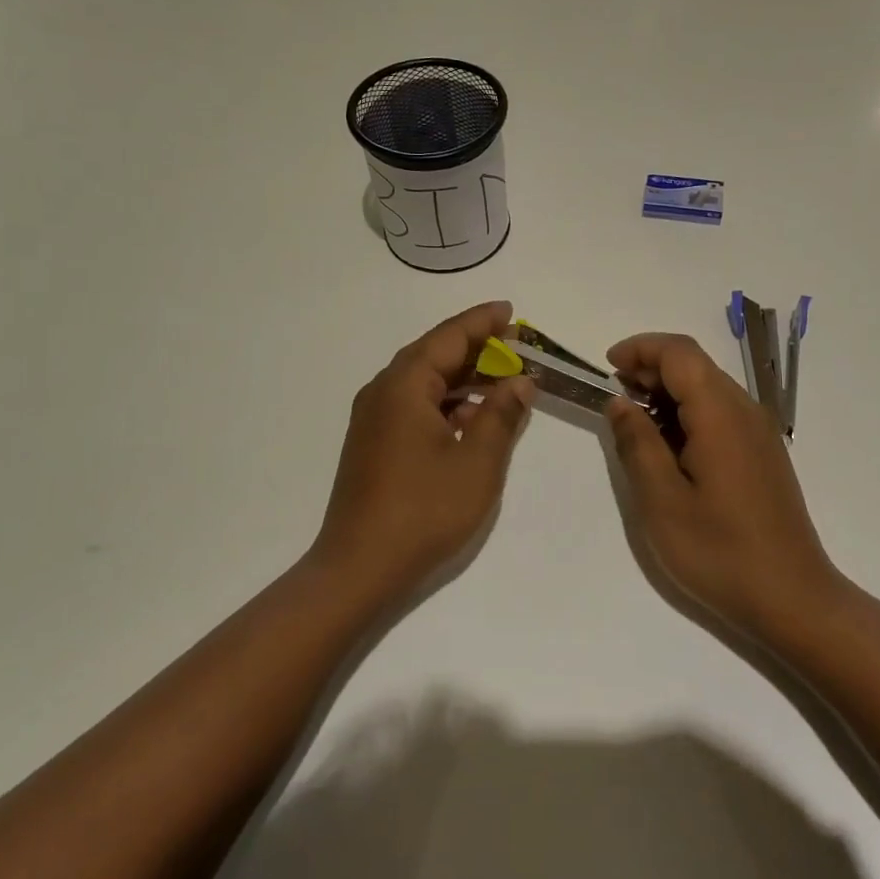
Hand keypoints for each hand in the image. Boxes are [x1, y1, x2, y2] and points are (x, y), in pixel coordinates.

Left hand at [313, 302, 534, 600]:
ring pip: (424, 382)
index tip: (510, 311)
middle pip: (434, 355)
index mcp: (404, 386)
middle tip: (517, 347)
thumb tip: (519, 383)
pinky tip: (473, 420)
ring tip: (503, 381)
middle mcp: (383, 392)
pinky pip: (414, 406)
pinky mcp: (374, 444)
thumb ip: (501, 415)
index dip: (482, 322)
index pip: (448, 337)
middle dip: (476, 349)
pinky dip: (447, 404)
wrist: (359, 567)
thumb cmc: (423, 510)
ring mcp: (374, 420)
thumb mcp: (477, 462)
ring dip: (464, 378)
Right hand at [606, 333, 838, 631]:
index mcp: (721, 414)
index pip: (679, 352)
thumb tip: (620, 402)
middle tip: (615, 400)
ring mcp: (759, 432)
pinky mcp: (762, 454)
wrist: (793, 599)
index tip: (607, 368)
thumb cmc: (720, 551)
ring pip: (708, 388)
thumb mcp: (662, 501)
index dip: (640, 348)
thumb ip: (637, 443)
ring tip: (635, 426)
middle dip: (650, 369)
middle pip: (695, 365)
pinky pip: (721, 413)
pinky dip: (688, 413)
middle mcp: (745, 411)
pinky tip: (670, 449)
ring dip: (668, 393)